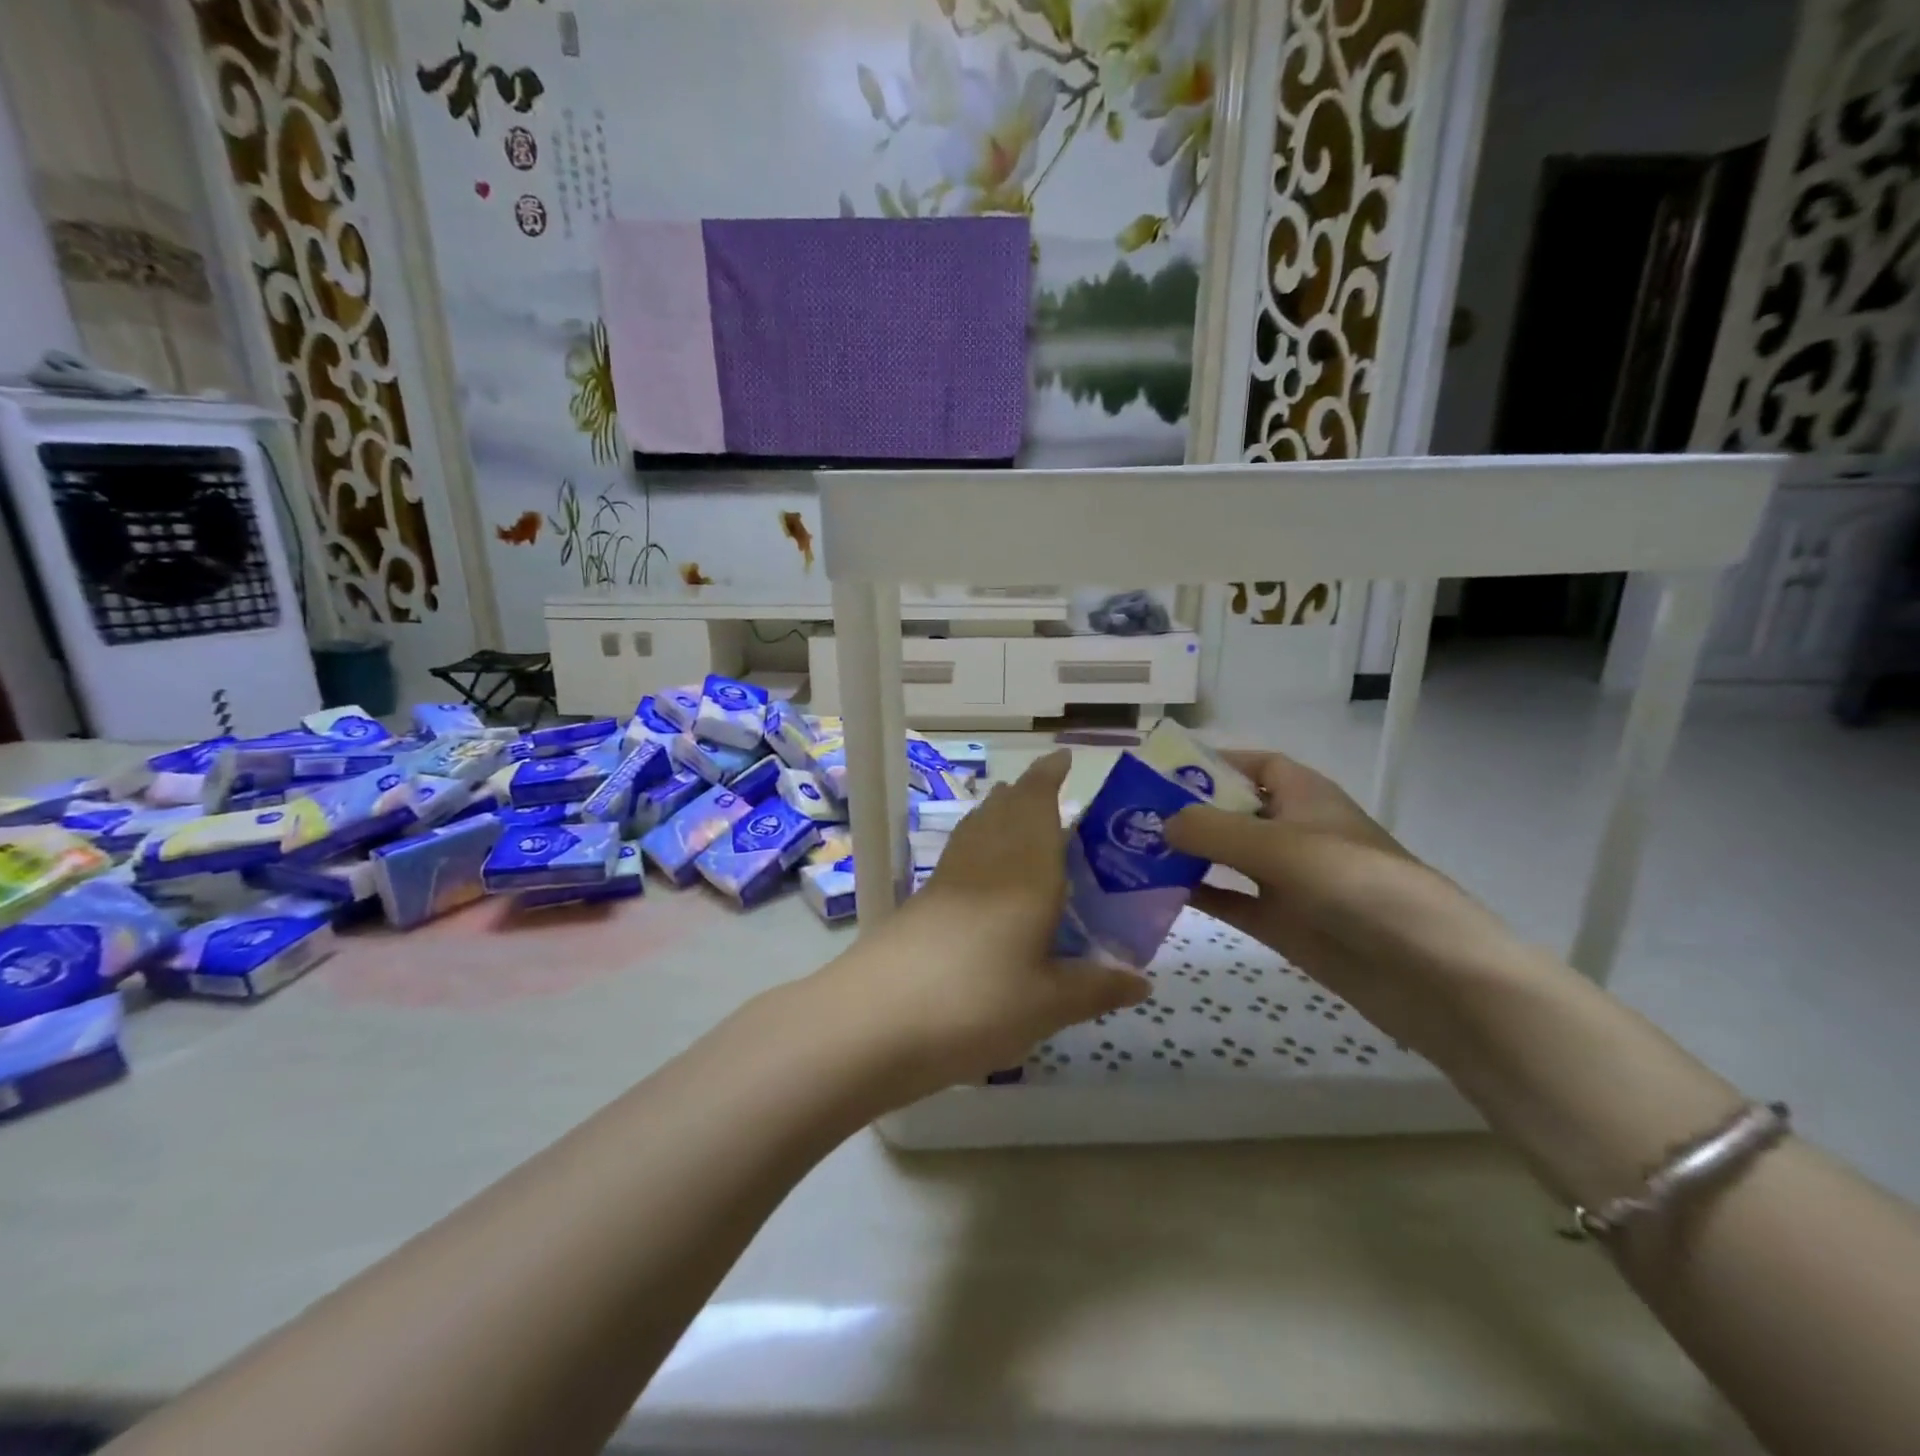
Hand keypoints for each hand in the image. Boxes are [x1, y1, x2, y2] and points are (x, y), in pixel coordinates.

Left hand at [810, 749, 1150, 1104]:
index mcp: (1026, 870)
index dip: (1050, 775)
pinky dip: (978, 843)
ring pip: (978, 826)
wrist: (877, 1018)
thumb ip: (1096, 988)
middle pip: (1004, 808)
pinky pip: (960, 853)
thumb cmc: (979, 1002)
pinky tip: (983, 873)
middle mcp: (986, 860)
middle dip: (1027, 792)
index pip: (1038, 802)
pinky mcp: (922, 899)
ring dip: (999, 812)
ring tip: (1020, 818)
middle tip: (1053, 794)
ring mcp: (948, 877)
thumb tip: (1143, 982)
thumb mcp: (1048, 1004)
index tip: (1064, 757)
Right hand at [1164, 749, 1519, 1052]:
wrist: (1429, 975)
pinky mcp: (1287, 925)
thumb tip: (1160, 823)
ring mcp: (1291, 882)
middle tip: (1131, 816)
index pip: (1258, 765)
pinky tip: (1160, 895)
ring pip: (1229, 859)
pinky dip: (1202, 896)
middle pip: (1235, 812)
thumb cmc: (1357, 886)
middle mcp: (1297, 834)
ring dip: (1189, 855)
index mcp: (1307, 797)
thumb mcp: (1280, 847)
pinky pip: (1233, 902)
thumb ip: (1213, 831)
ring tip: (1134, 853)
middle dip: (1189, 811)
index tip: (1164, 771)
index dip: (1216, 763)